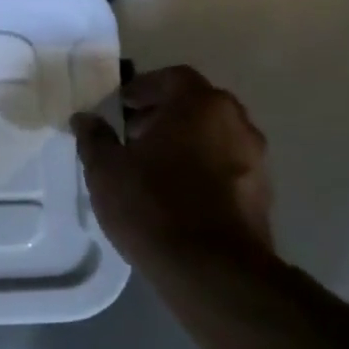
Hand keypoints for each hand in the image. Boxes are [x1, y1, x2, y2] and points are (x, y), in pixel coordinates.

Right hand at [71, 66, 273, 274]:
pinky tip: (175, 193)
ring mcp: (256, 159)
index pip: (173, 77)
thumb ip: (94, 137)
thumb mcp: (105, 168)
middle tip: (132, 134)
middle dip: (164, 114)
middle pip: (197, 104)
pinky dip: (202, 168)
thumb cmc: (152, 204)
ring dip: (185, 141)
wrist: (212, 271)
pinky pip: (226, 165)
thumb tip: (86, 119)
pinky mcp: (262, 194)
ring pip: (214, 135)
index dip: (144, 87)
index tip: (121, 106)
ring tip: (151, 167)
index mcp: (200, 105)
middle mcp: (236, 123)